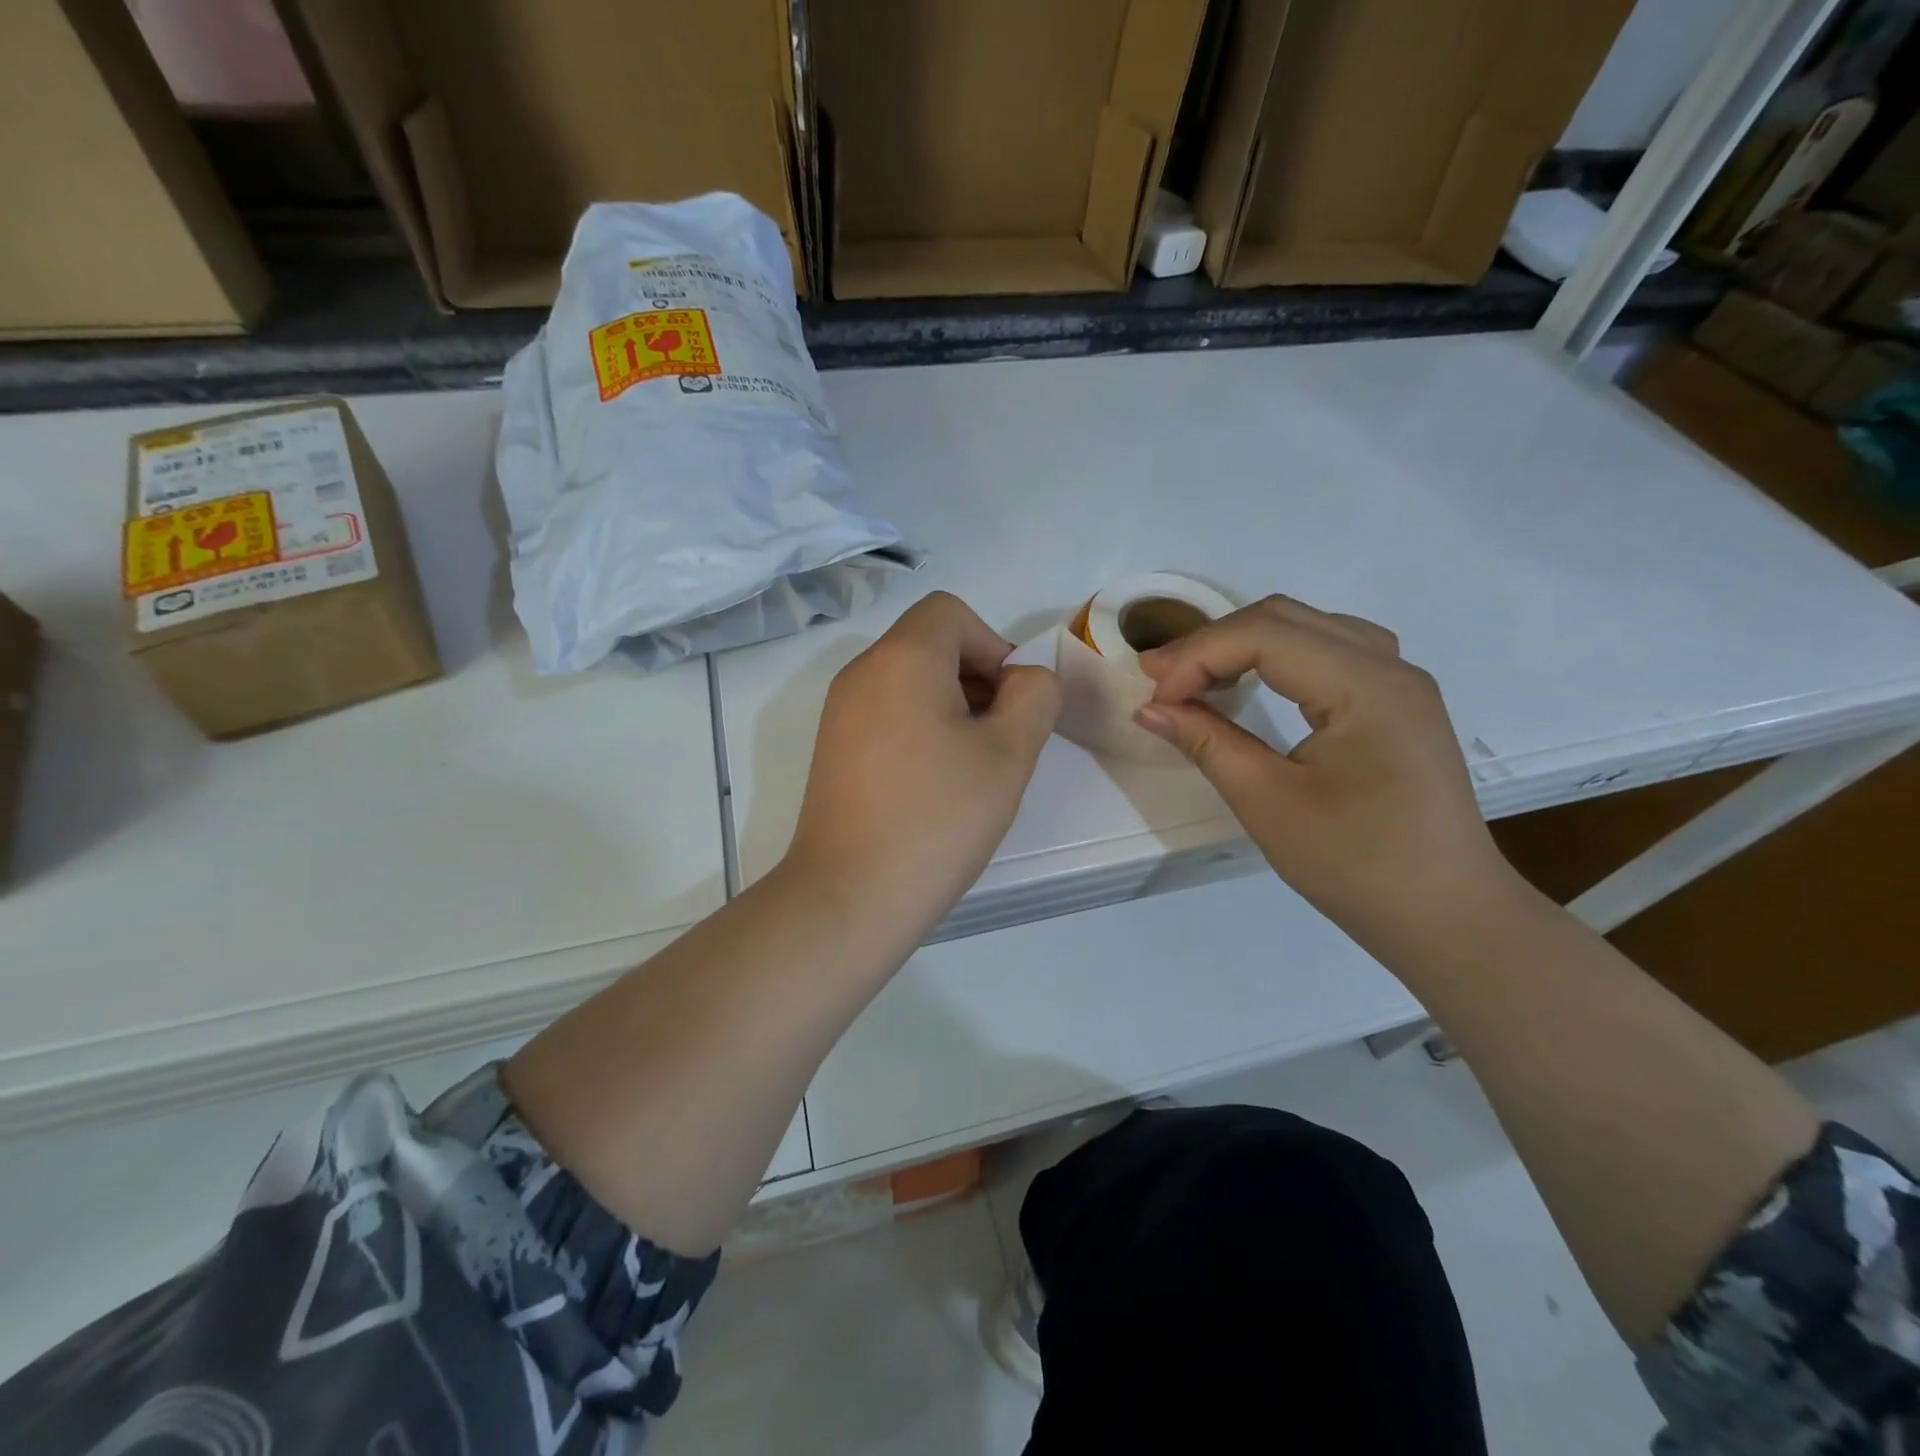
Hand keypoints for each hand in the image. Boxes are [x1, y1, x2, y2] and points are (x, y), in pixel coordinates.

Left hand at [786, 591, 1060, 943]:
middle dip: (976, 677)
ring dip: (951, 705)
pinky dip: (919, 727)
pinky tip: (934, 783)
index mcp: (902, 658)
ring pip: (908, 680)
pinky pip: (886, 712)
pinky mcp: (833, 748)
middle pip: (929, 643)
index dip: (993, 645)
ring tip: (970, 766)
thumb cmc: (937, 817)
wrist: (851, 895)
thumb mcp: (1010, 753)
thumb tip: (1022, 680)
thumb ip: (1034, 696)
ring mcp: (840, 711)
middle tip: (999, 739)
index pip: (951, 613)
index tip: (1009, 703)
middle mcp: (862, 672)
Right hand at [1133, 595, 1515, 938]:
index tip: (1153, 699)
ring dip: (1244, 644)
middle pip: (1285, 619)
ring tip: (1197, 680)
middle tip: (1160, 682)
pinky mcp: (1397, 703)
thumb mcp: (1268, 803)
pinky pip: (1329, 651)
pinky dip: (1279, 657)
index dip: (1197, 657)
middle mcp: (1390, 666)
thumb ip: (1207, 743)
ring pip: (1308, 627)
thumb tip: (1149, 709)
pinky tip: (1254, 684)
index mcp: (1366, 686)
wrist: (1447, 916)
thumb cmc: (1357, 865)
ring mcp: (1400, 682)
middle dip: (1213, 643)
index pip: (1264, 635)